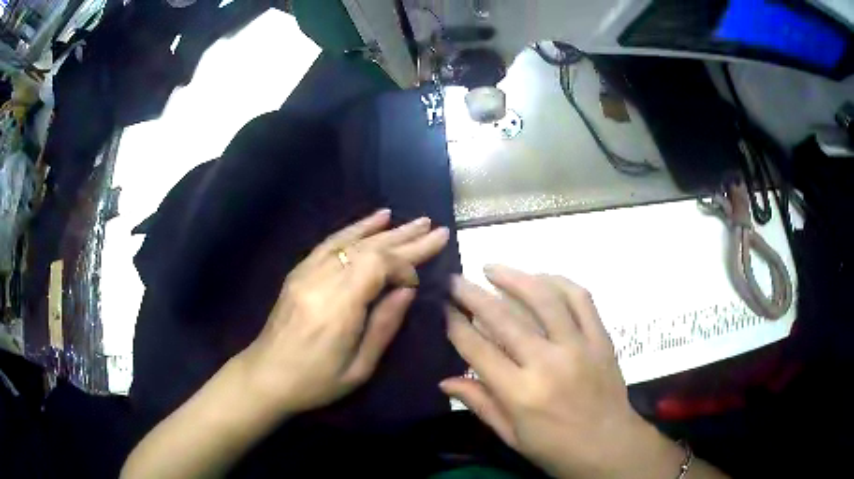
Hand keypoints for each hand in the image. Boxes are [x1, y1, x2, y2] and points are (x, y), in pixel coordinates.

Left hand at [241, 209, 449, 414]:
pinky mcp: (299, 271)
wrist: (266, 376)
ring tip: (414, 220)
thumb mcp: (359, 368)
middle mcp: (321, 281)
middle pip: (368, 249)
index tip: (416, 282)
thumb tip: (407, 290)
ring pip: (351, 241)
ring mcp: (306, 272)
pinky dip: (355, 229)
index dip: (403, 265)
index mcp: (337, 309)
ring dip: (385, 229)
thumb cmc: (315, 382)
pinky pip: (330, 242)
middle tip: (435, 228)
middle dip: (405, 238)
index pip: (377, 265)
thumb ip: (384, 325)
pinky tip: (375, 219)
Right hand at [443, 266, 683, 477]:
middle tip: (456, 280)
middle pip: (504, 318)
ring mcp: (579, 346)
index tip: (444, 308)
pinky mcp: (601, 338)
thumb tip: (445, 381)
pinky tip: (542, 277)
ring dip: (515, 277)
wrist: (610, 446)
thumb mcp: (511, 435)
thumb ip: (480, 403)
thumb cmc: (556, 449)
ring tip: (493, 268)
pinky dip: (559, 282)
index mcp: (521, 393)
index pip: (478, 349)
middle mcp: (548, 363)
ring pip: (544, 298)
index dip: (456, 325)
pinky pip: (581, 299)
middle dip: (473, 294)